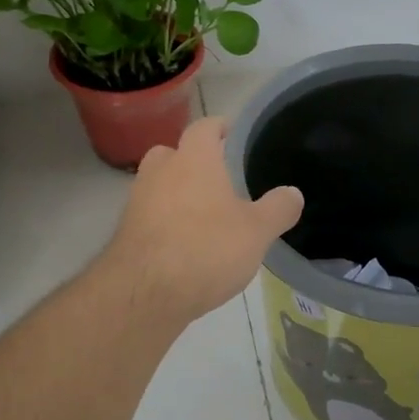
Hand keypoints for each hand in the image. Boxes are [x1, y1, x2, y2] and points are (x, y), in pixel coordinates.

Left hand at [99, 117, 302, 327]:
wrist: (144, 292)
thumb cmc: (206, 249)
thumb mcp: (257, 232)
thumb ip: (277, 209)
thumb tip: (293, 193)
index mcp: (193, 160)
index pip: (204, 128)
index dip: (218, 127)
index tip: (229, 130)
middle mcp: (160, 172)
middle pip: (171, 153)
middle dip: (190, 160)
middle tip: (213, 176)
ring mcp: (137, 202)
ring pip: (156, 185)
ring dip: (174, 193)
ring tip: (200, 214)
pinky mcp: (125, 232)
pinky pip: (148, 216)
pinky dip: (163, 222)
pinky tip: (181, 244)